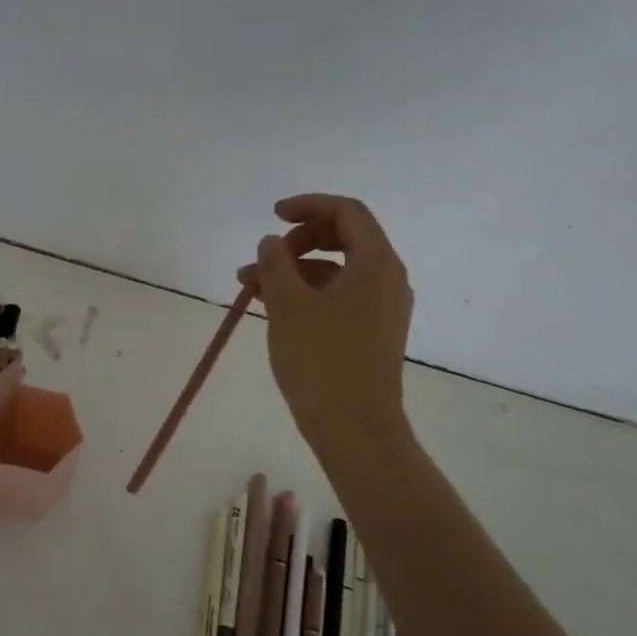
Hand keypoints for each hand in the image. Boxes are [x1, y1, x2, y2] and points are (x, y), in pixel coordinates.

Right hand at [238, 193, 414, 459]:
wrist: (355, 429)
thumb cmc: (321, 361)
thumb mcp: (288, 306)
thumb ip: (275, 264)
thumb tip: (270, 243)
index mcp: (376, 264)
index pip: (347, 212)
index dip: (308, 206)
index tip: (272, 216)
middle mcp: (387, 280)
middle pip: (344, 238)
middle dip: (297, 241)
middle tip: (263, 257)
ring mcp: (382, 308)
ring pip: (335, 271)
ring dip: (294, 271)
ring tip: (249, 287)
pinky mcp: (371, 333)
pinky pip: (338, 297)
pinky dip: (306, 294)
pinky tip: (272, 308)